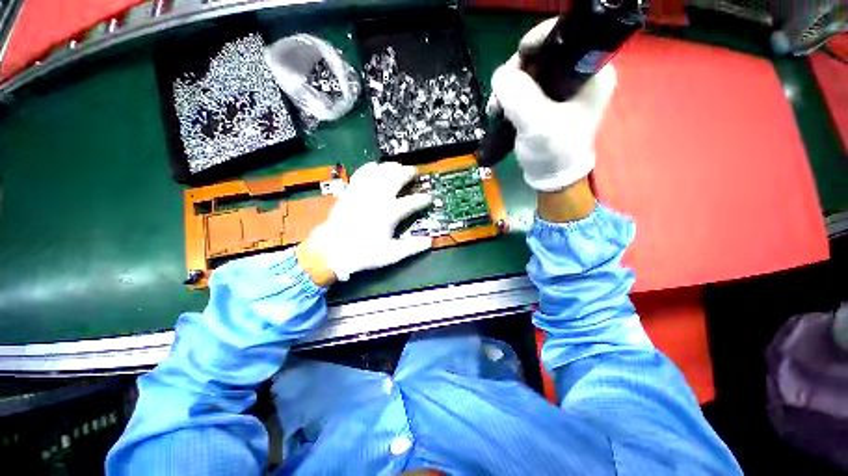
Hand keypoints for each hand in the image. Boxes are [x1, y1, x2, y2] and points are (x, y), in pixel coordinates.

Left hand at [296, 162, 432, 285]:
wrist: (332, 250)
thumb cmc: (363, 253)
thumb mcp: (390, 254)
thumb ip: (411, 247)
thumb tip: (429, 242)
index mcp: (389, 214)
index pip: (411, 203)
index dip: (422, 199)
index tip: (429, 198)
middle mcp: (378, 199)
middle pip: (396, 179)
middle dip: (407, 173)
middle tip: (414, 172)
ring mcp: (363, 193)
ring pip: (380, 173)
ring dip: (391, 167)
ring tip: (398, 166)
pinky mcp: (351, 191)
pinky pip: (361, 174)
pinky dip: (369, 168)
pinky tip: (374, 165)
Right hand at [488, 18, 616, 191]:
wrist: (551, 176)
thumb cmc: (553, 152)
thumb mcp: (537, 124)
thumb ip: (518, 96)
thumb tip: (500, 76)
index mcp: (591, 72)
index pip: (562, 38)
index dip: (534, 45)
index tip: (513, 67)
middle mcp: (579, 73)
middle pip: (541, 55)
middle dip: (515, 74)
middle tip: (500, 98)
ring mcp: (563, 87)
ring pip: (529, 72)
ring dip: (509, 88)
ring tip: (497, 109)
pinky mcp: (549, 100)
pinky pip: (525, 87)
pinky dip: (510, 97)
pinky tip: (501, 110)